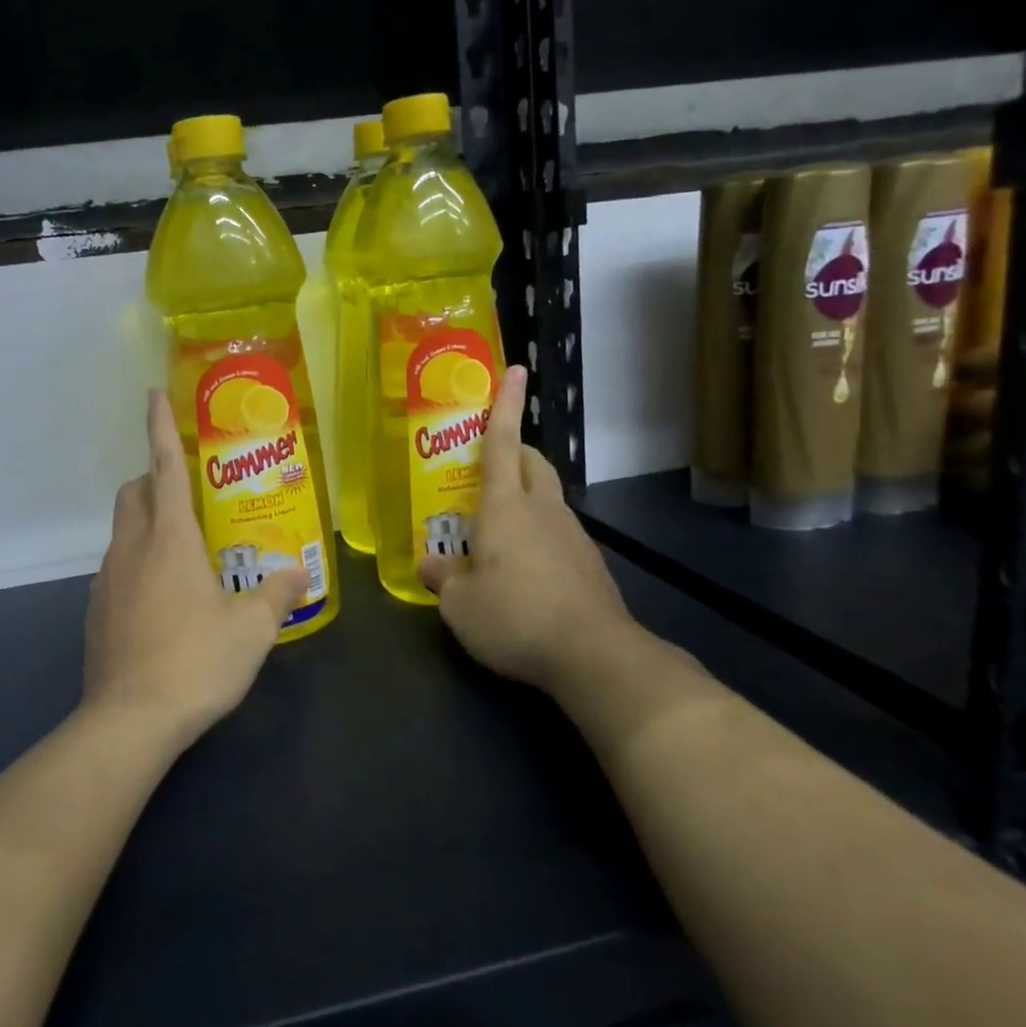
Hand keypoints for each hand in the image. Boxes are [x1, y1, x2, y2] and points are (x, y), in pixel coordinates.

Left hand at [83, 389, 308, 746]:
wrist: (129, 722)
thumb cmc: (195, 662)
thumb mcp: (252, 629)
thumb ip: (277, 594)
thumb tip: (297, 573)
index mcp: (170, 539)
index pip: (164, 467)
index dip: (160, 426)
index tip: (153, 394)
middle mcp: (131, 549)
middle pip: (133, 492)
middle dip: (153, 479)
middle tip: (188, 495)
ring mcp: (106, 581)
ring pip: (123, 532)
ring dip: (147, 526)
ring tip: (184, 555)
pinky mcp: (95, 612)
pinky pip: (116, 569)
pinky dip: (137, 565)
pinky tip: (163, 602)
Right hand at [419, 366, 637, 695]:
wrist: (594, 656)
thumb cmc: (515, 617)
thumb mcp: (460, 604)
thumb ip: (443, 577)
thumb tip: (431, 563)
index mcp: (506, 506)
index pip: (503, 442)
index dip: (506, 404)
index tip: (516, 370)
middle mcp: (542, 510)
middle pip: (532, 462)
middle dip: (514, 449)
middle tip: (487, 462)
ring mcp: (572, 536)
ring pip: (547, 496)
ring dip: (525, 495)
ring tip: (496, 527)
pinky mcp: (589, 564)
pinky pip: (558, 531)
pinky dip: (538, 532)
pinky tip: (523, 569)